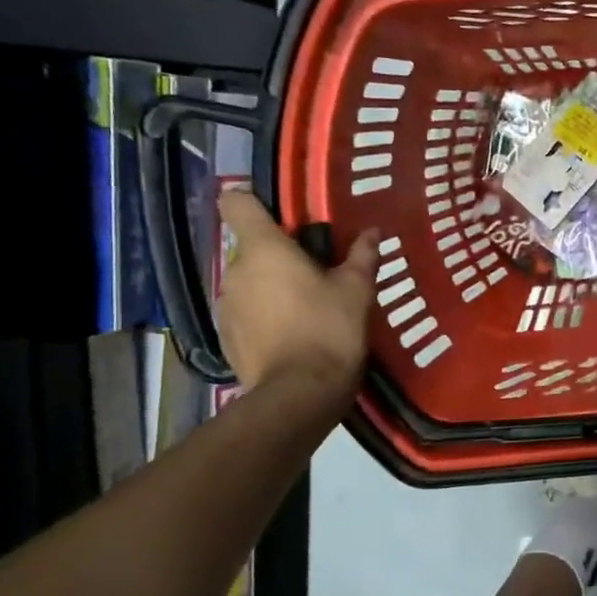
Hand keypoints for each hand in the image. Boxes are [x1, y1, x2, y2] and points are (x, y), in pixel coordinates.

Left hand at [215, 190, 377, 399]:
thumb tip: (372, 232)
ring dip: (270, 285)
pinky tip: (291, 332)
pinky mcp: (225, 335)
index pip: (236, 203)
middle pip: (250, 246)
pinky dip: (263, 314)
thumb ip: (362, 255)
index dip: (254, 202)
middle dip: (278, 254)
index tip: (283, 217)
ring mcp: (225, 305)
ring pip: (247, 280)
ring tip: (305, 305)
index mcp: (264, 249)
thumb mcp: (357, 290)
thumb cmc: (329, 329)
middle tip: (315, 270)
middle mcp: (235, 270)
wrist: (299, 393)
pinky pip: (244, 311)